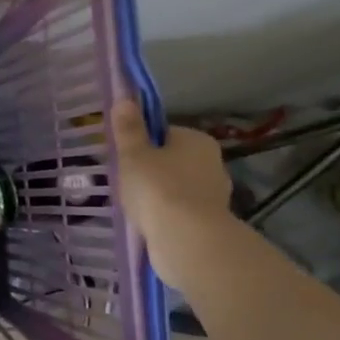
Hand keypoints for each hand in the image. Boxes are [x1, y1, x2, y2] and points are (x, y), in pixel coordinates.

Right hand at [111, 99, 235, 293]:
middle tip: (125, 183)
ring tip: (134, 207)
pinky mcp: (210, 223)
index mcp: (197, 140)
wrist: (187, 240)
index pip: (165, 134)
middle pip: (173, 161)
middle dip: (152, 171)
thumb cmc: (158, 188)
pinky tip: (148, 224)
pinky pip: (181, 212)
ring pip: (177, 188)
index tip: (125, 158)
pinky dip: (166, 216)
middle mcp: (212, 163)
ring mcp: (214, 195)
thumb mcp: (133, 155)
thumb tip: (125, 99)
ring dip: (159, 196)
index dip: (143, 144)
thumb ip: (129, 129)